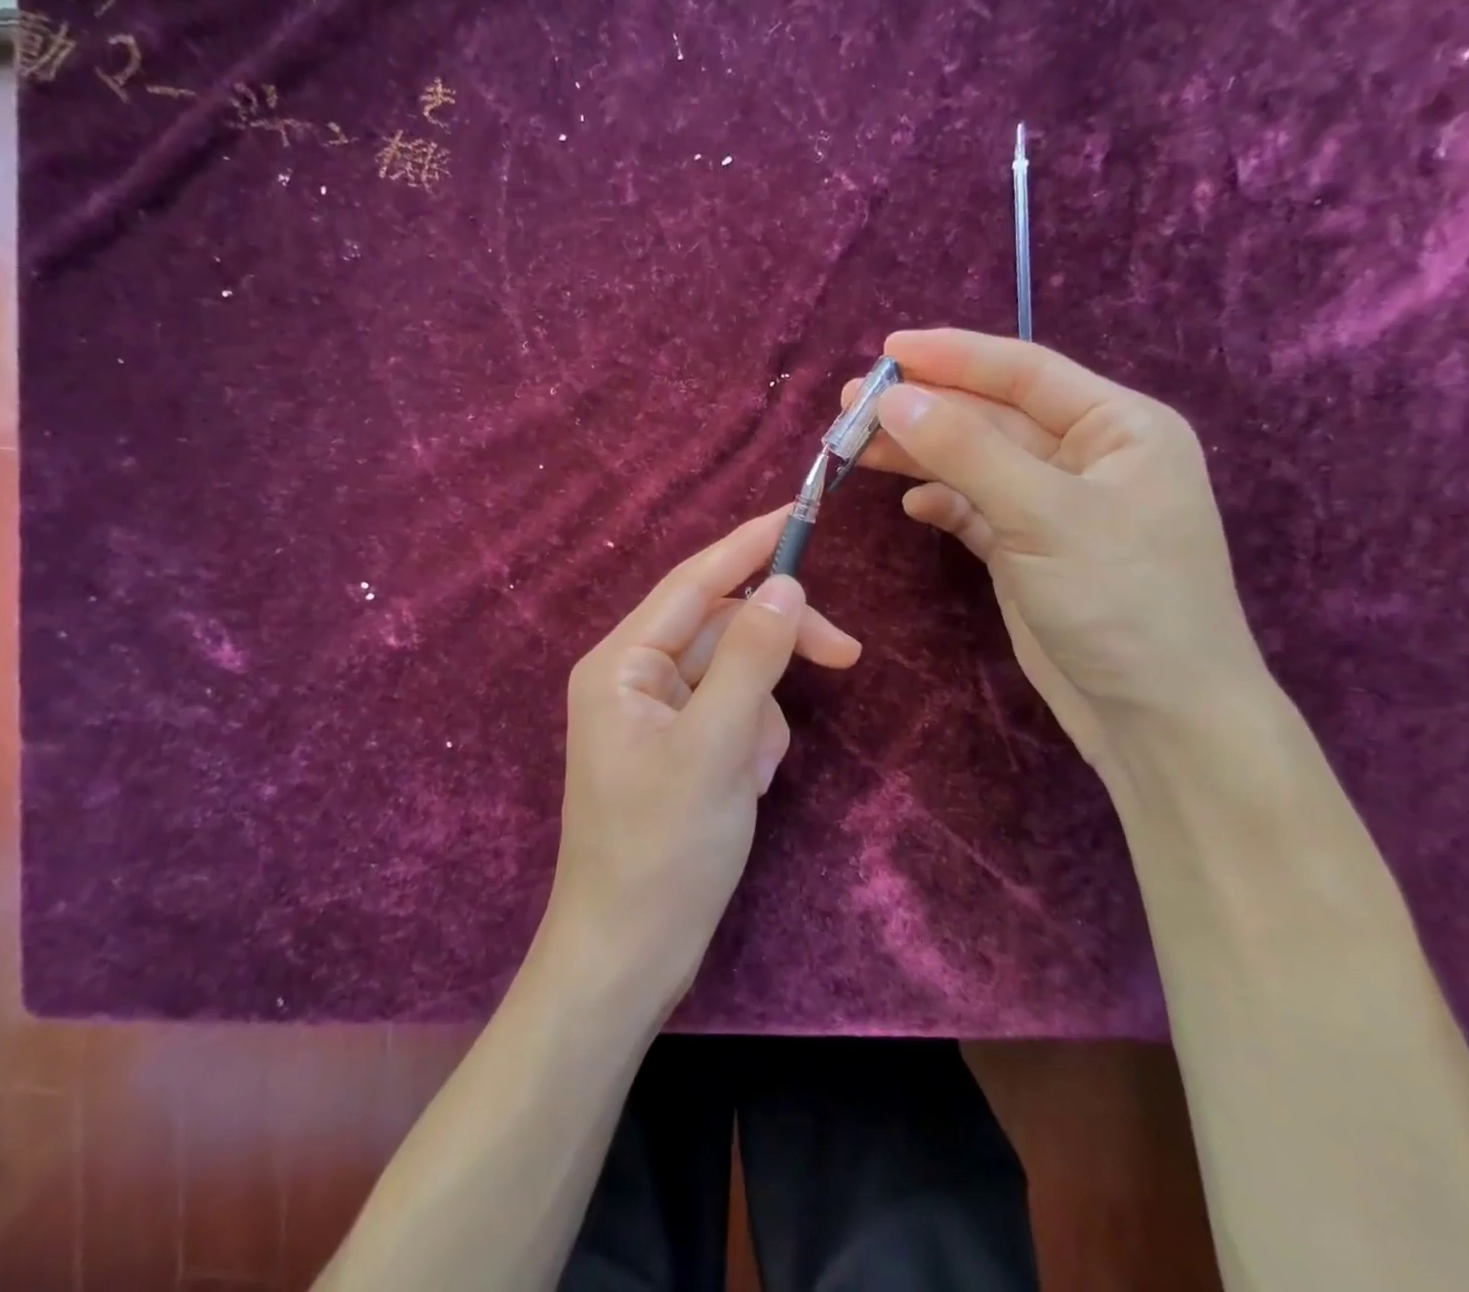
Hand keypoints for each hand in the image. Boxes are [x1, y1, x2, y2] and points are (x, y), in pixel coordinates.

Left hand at [543, 510, 861, 1019]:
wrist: (629, 956)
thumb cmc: (663, 851)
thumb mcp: (717, 746)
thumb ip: (751, 658)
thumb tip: (784, 586)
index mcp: (621, 664)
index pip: (692, 582)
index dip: (747, 545)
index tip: (801, 513)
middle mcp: (633, 678)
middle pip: (720, 629)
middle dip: (776, 648)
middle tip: (847, 657)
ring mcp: (655, 716)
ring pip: (734, 678)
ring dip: (761, 717)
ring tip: (750, 776)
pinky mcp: (677, 749)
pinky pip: (731, 718)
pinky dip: (752, 744)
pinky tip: (743, 791)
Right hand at [850, 328, 1263, 762]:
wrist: (1155, 718)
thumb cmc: (1122, 600)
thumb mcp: (1045, 515)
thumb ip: (966, 452)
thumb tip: (893, 399)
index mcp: (1119, 427)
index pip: (1025, 372)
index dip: (954, 356)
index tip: (886, 351)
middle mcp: (1087, 458)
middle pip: (992, 417)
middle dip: (925, 409)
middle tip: (851, 404)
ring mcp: (1053, 508)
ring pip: (975, 464)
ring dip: (920, 455)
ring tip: (856, 446)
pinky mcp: (1026, 552)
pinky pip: (974, 510)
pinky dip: (941, 503)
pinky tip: (910, 503)